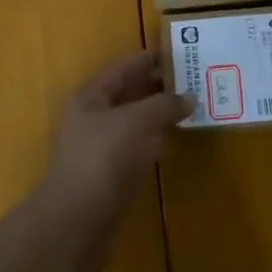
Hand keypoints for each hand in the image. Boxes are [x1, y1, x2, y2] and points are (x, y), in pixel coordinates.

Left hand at [39, 49, 190, 235]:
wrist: (79, 219)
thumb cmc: (103, 158)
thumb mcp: (137, 121)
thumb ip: (164, 105)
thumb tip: (189, 98)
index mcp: (90, 97)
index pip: (122, 68)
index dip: (148, 59)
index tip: (177, 52)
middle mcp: (92, 118)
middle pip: (128, 93)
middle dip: (158, 85)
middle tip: (193, 78)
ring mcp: (101, 147)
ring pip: (134, 121)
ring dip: (159, 113)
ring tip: (191, 104)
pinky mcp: (111, 173)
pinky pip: (137, 146)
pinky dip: (156, 139)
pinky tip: (175, 138)